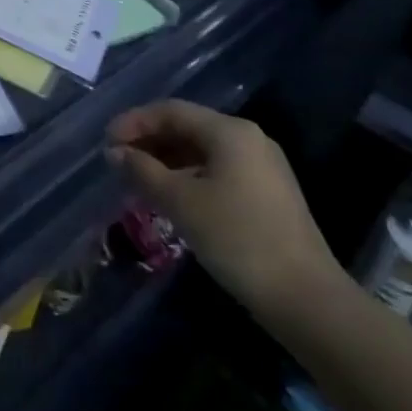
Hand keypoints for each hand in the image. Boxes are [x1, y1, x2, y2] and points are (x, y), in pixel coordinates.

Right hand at [108, 101, 340, 316]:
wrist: (305, 299)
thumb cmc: (237, 238)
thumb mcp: (181, 202)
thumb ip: (143, 171)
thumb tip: (115, 152)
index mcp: (230, 132)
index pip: (171, 111)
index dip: (134, 122)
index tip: (106, 143)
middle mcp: (249, 140)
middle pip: (188, 127)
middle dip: (149, 141)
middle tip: (117, 161)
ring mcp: (262, 167)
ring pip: (202, 151)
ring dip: (166, 161)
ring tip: (137, 180)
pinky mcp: (267, 194)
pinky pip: (217, 171)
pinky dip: (188, 176)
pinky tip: (169, 197)